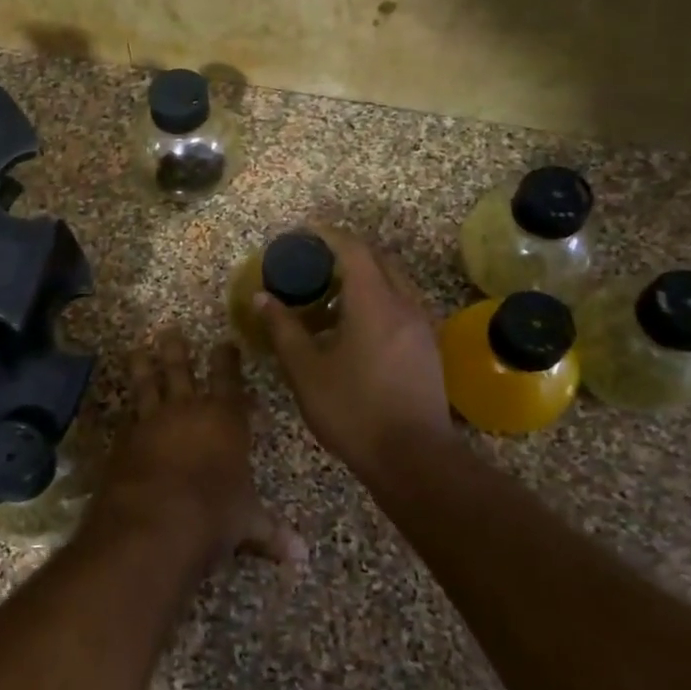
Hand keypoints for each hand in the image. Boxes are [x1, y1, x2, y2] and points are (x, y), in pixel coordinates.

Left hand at [88, 328, 305, 568]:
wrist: (155, 523)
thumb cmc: (214, 515)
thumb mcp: (247, 523)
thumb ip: (270, 532)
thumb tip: (302, 556)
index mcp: (224, 420)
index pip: (228, 380)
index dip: (227, 360)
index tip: (225, 343)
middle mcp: (186, 411)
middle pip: (180, 370)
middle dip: (177, 350)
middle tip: (170, 330)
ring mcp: (150, 422)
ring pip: (146, 384)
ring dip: (143, 366)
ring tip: (137, 349)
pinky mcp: (123, 441)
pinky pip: (126, 417)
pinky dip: (126, 410)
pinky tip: (123, 408)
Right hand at [257, 230, 452, 480]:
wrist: (413, 458)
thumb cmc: (353, 410)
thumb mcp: (306, 371)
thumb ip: (284, 329)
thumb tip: (263, 298)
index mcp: (374, 303)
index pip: (353, 250)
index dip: (328, 234)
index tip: (304, 231)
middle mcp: (404, 304)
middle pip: (378, 260)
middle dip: (346, 253)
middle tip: (314, 262)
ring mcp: (421, 326)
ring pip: (393, 283)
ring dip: (363, 278)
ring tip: (328, 296)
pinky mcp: (427, 347)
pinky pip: (400, 305)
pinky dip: (376, 299)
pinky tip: (352, 327)